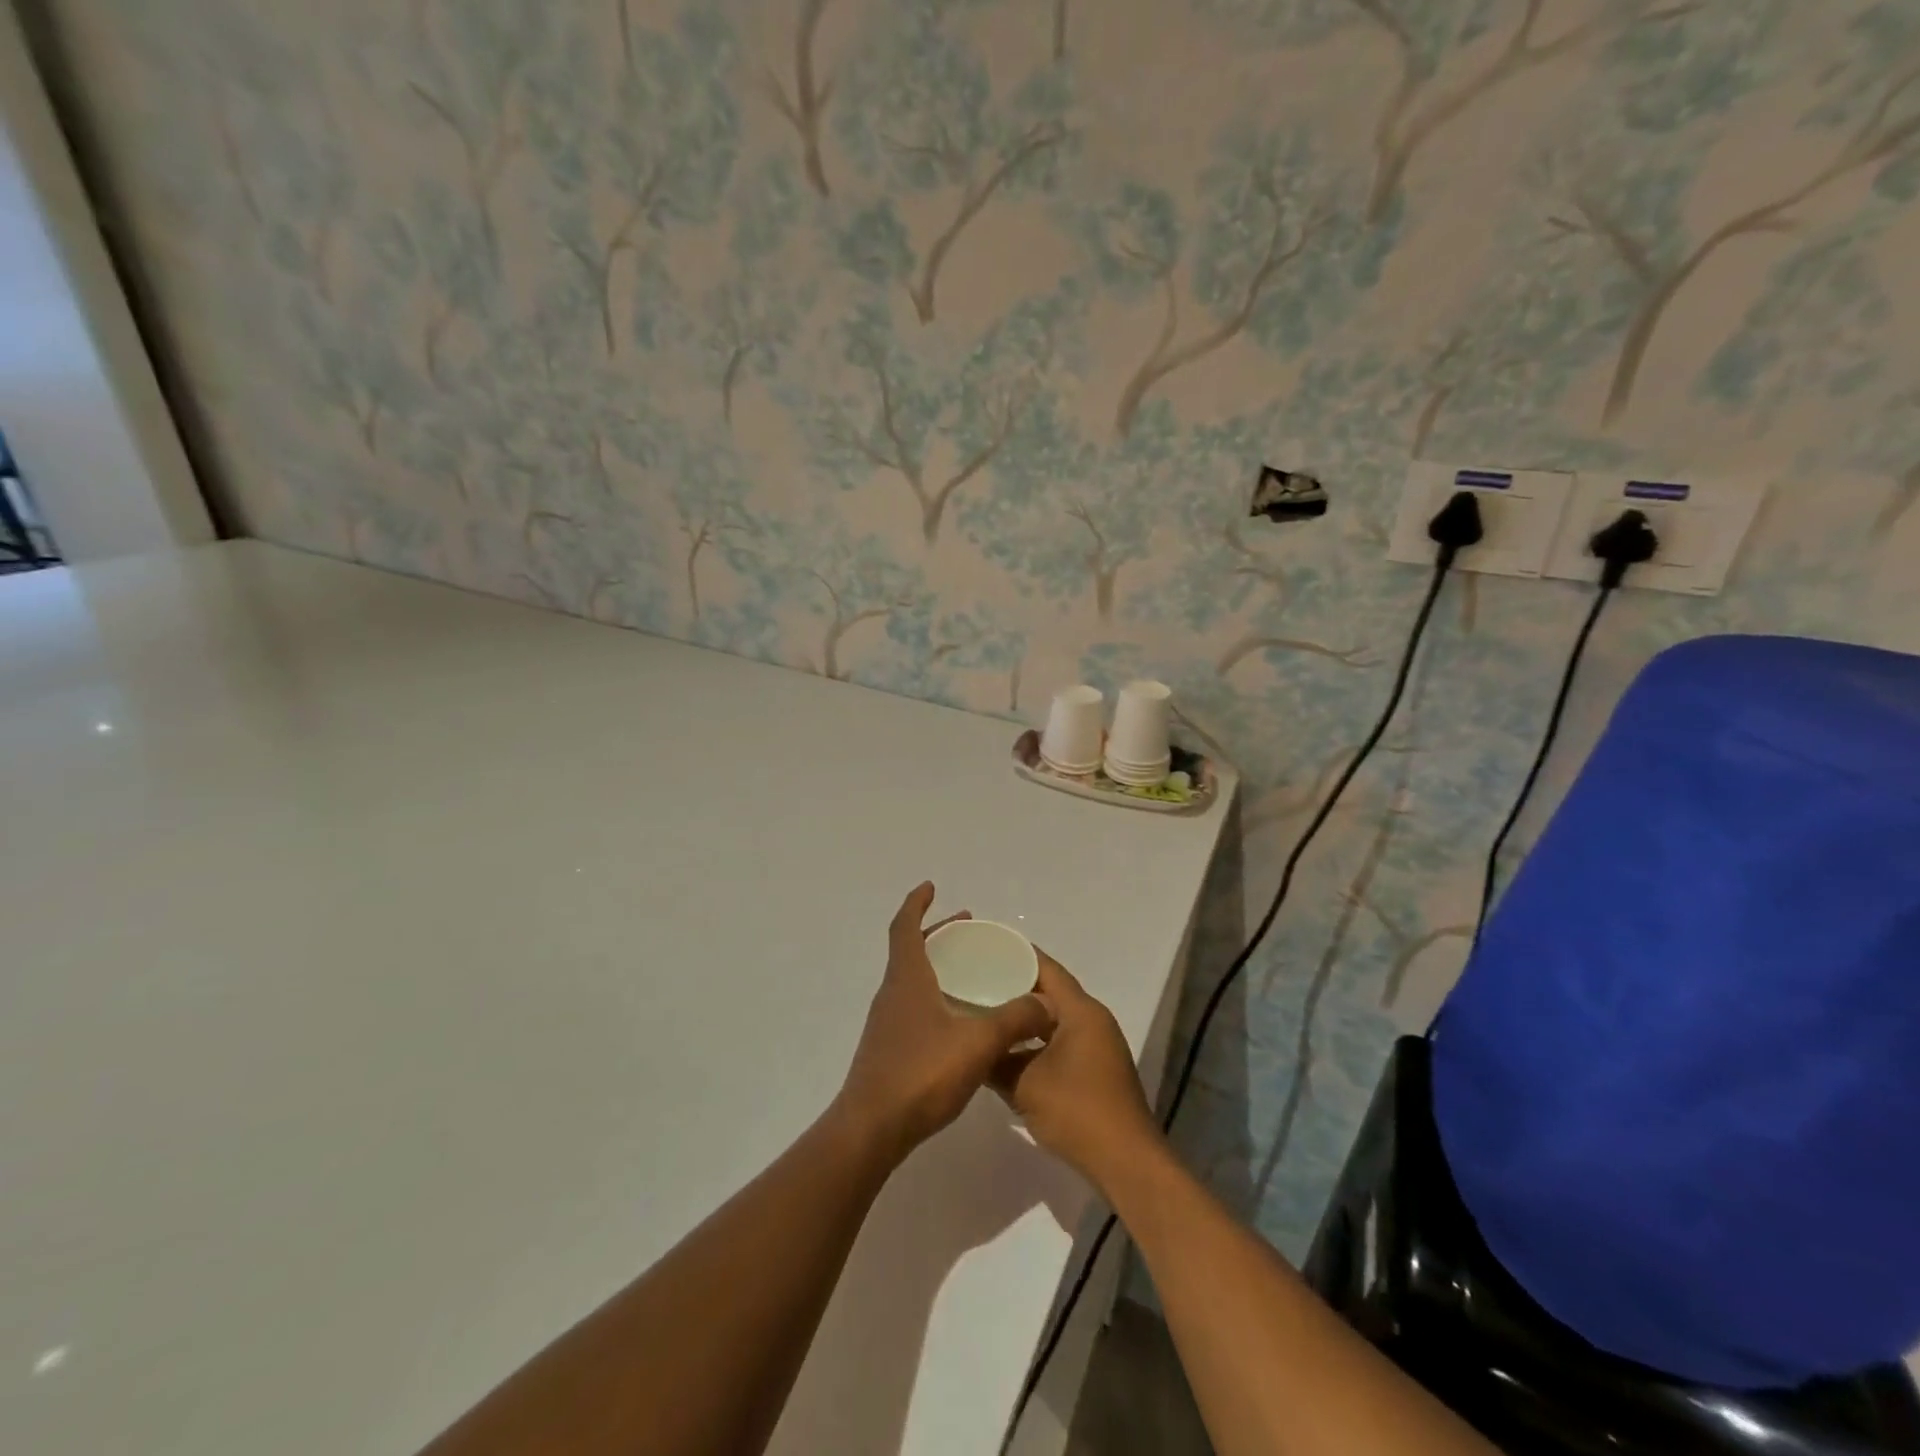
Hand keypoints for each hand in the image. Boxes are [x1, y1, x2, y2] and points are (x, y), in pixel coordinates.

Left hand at [834, 883, 1054, 1162]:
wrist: (872, 1129)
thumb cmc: (921, 1074)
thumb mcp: (978, 1043)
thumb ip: (1015, 1019)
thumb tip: (1046, 1003)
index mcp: (907, 979)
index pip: (904, 927)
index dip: (917, 903)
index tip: (931, 887)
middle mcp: (893, 994)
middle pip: (910, 950)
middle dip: (937, 933)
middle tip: (967, 927)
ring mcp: (888, 1023)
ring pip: (911, 979)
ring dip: (936, 965)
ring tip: (968, 970)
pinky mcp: (889, 1049)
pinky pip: (914, 1005)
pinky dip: (934, 995)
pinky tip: (958, 1019)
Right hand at [993, 953, 1160, 1187]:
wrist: (1126, 1163)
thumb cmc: (1077, 1112)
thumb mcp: (1025, 1085)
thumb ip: (995, 1060)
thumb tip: (971, 1047)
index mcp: (1081, 1011)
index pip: (1045, 969)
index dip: (1016, 955)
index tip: (984, 947)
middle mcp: (1092, 1021)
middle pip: (1049, 993)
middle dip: (1014, 986)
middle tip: (975, 980)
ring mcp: (1096, 1047)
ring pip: (1053, 1021)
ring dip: (1024, 1018)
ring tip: (984, 1013)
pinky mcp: (1095, 1071)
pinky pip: (1059, 1042)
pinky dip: (1035, 1042)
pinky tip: (1006, 1051)